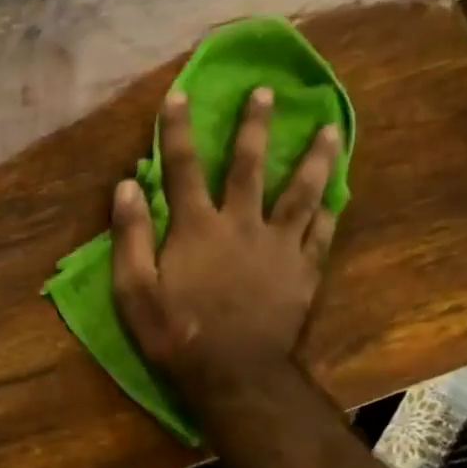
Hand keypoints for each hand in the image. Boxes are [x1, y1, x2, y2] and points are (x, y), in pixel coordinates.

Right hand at [111, 88, 340, 416]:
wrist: (233, 374)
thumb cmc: (176, 334)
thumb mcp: (134, 291)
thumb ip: (130, 236)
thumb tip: (127, 186)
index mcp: (197, 228)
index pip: (184, 168)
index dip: (179, 130)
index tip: (180, 93)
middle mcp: (242, 224)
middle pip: (250, 166)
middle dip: (254, 126)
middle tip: (267, 92)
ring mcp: (279, 246)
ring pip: (301, 191)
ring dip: (314, 157)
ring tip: (329, 128)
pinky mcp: (304, 271)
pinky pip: (322, 233)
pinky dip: (330, 210)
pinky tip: (339, 194)